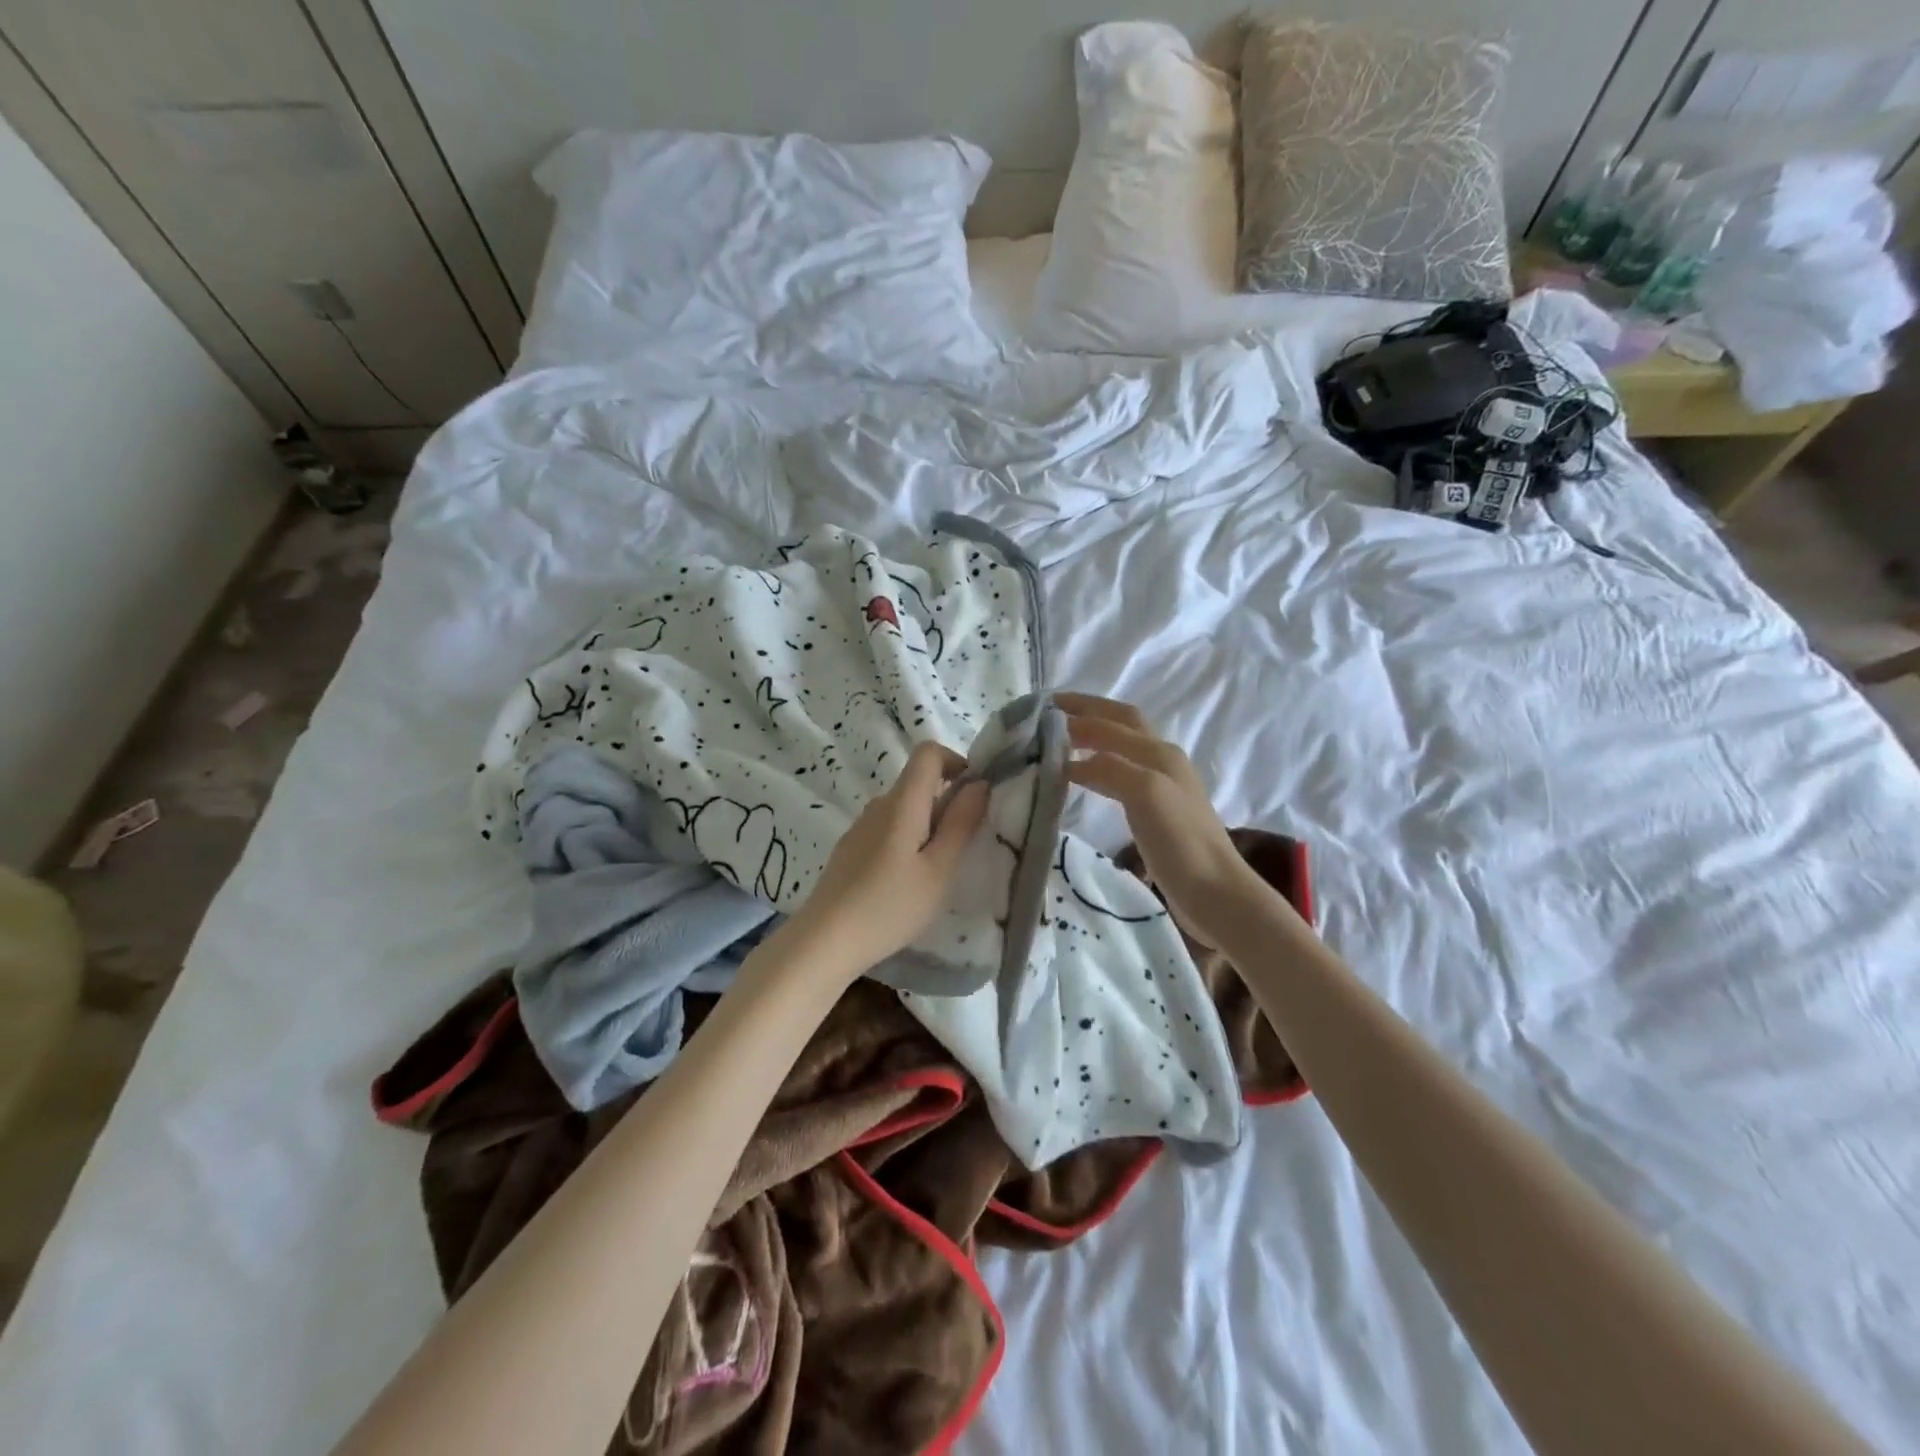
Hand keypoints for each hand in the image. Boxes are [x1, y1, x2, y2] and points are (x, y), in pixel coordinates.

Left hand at [779, 741, 988, 982]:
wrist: (825, 940)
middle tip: (961, 848)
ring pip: (903, 809)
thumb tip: (980, 783)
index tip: (974, 795)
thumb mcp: (939, 870)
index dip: (956, 761)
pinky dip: (907, 841)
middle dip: (947, 802)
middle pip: (917, 782)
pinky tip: (905, 883)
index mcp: (902, 803)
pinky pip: (887, 829)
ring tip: (935, 872)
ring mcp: (860, 827)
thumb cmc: (890, 906)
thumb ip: (961, 823)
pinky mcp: (850, 849)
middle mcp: (878, 805)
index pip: (928, 752)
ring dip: (927, 826)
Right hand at [1058, 693, 1271, 948]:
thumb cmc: (1180, 841)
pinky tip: (1083, 780)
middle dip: (1087, 712)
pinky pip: (1119, 776)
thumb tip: (1069, 761)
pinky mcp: (1156, 812)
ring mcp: (1161, 786)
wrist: (1214, 892)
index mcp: (1159, 752)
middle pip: (1121, 723)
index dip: (1076, 713)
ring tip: (1058, 741)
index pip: (1111, 721)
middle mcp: (1162, 761)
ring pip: (1121, 748)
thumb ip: (1108, 768)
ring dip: (1091, 737)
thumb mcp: (1144, 794)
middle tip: (1049, 713)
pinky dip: (1097, 767)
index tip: (1038, 712)